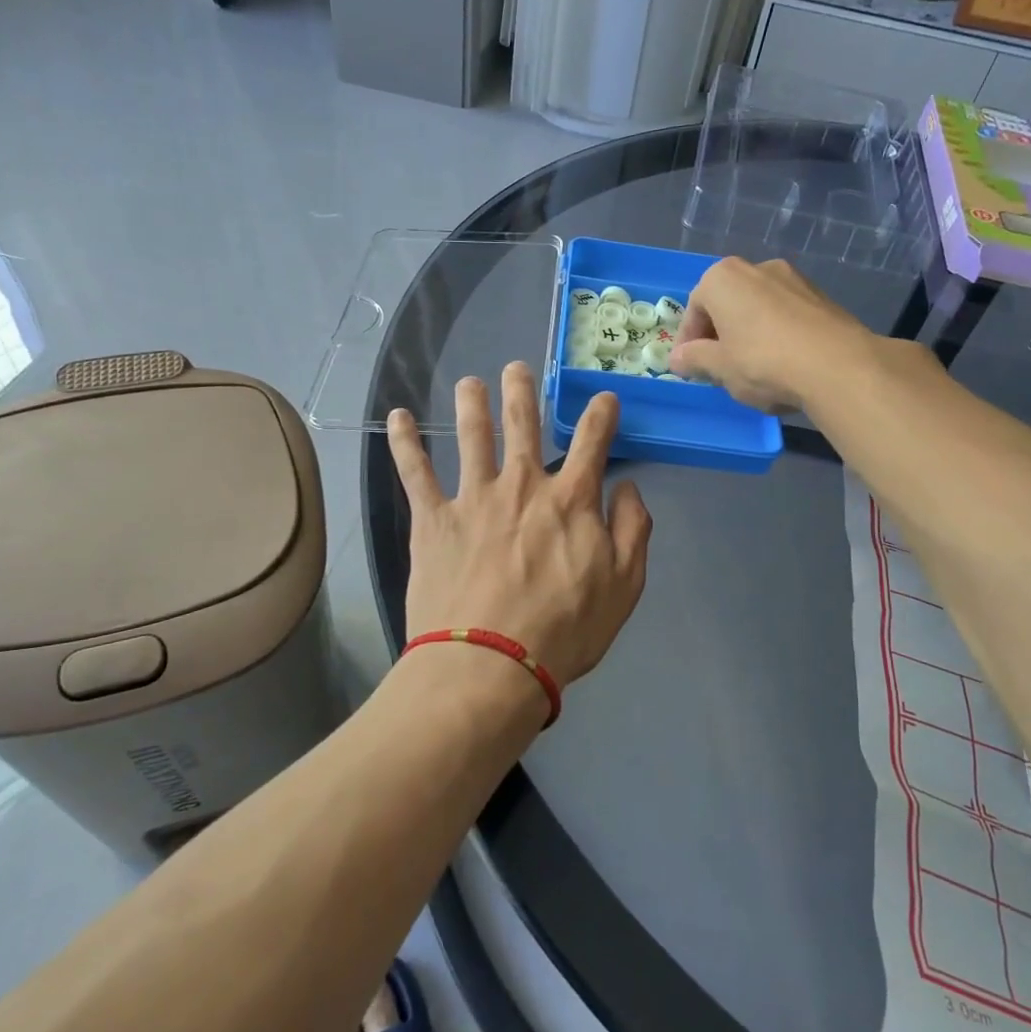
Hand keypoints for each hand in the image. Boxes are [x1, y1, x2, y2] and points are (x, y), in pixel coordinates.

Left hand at [387, 363, 650, 688]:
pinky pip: (415, 472)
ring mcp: (474, 497)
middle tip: (516, 367)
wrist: (491, 664)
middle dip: (522, 391)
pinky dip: (405, 442)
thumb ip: (632, 530)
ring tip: (469, 382)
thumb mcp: (623, 586)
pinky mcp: (434, 519)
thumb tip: (629, 488)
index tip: (603, 399)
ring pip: (472, 435)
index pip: (593, 442)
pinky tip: (398, 417)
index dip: (601, 414)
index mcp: (571, 499)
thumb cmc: (564, 630)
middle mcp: (522, 485)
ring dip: (471, 403)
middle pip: (523, 424)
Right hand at [668, 257, 869, 412]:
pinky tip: (782, 363)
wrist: (838, 366)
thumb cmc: (763, 362)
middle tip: (718, 368)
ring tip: (752, 368)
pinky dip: (776, 334)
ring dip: (748, 333)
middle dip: (719, 335)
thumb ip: (694, 359)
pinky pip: (785, 314)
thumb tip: (677, 358)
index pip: (694, 310)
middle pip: (727, 304)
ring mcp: (793, 278)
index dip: (688, 342)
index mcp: (723, 278)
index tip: (690, 368)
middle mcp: (757, 267)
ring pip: (757, 308)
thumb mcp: (719, 367)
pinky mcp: (821, 296)